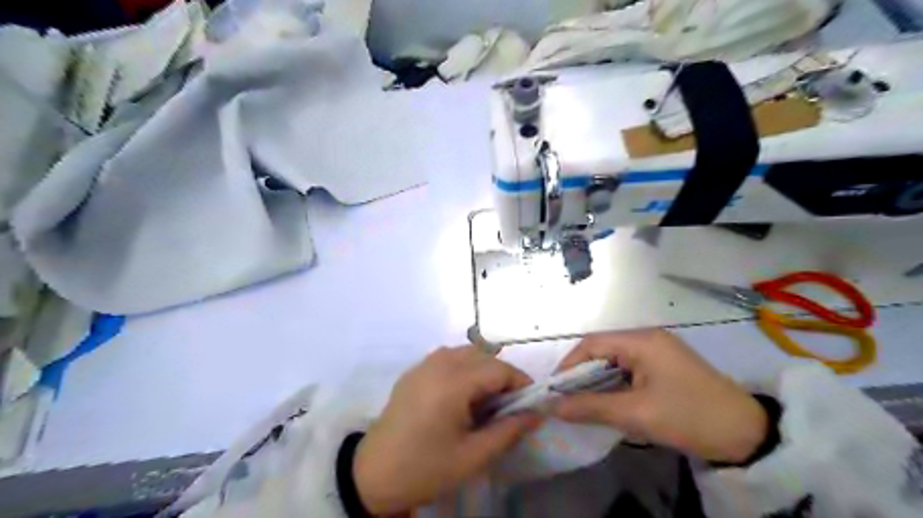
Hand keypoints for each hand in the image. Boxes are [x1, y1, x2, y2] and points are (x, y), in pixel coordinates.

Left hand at [354, 346, 541, 510]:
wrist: (373, 475)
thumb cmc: (426, 468)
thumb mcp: (473, 457)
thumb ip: (509, 431)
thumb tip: (537, 413)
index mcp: (453, 382)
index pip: (499, 369)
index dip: (521, 383)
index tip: (530, 404)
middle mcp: (438, 363)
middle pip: (483, 355)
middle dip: (502, 376)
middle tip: (507, 407)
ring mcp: (423, 364)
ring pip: (465, 352)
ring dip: (482, 369)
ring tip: (484, 401)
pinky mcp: (413, 371)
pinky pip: (447, 358)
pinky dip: (463, 368)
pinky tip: (460, 396)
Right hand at [550, 331, 768, 464]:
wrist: (748, 435)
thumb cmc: (689, 416)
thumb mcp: (637, 414)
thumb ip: (590, 407)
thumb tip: (551, 407)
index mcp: (641, 340)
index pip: (591, 344)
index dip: (568, 365)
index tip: (554, 391)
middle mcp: (647, 339)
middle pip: (601, 351)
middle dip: (581, 376)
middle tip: (565, 402)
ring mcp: (657, 352)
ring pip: (613, 363)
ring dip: (597, 383)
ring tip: (582, 405)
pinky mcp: (664, 367)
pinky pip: (628, 371)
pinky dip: (614, 387)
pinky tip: (608, 404)